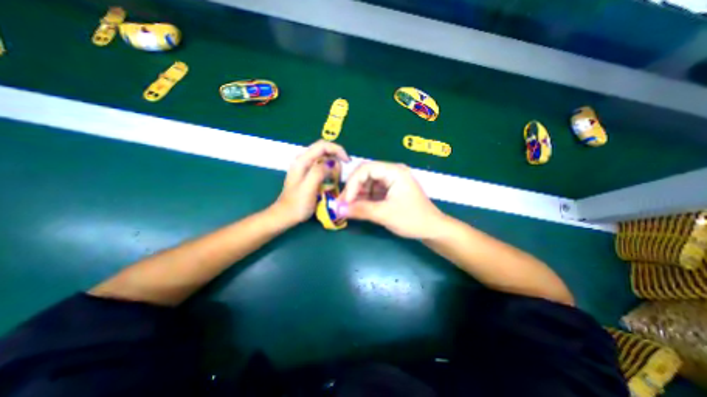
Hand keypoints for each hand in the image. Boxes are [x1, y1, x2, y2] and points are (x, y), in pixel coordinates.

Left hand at [271, 140, 347, 226]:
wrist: (285, 216)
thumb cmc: (297, 205)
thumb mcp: (308, 188)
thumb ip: (319, 172)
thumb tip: (332, 162)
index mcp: (302, 161)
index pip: (323, 145)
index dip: (337, 150)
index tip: (347, 162)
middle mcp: (303, 160)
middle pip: (324, 151)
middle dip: (335, 160)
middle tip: (338, 177)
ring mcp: (305, 167)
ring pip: (324, 159)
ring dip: (333, 168)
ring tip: (335, 182)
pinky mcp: (308, 174)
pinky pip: (322, 168)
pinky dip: (329, 173)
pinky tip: (330, 183)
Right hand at [339, 159, 446, 237]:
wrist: (432, 229)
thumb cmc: (412, 219)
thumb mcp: (385, 214)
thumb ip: (361, 210)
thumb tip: (337, 209)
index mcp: (394, 171)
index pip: (366, 169)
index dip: (352, 184)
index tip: (344, 201)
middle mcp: (392, 172)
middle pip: (365, 175)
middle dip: (352, 190)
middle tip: (342, 205)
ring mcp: (391, 181)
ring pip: (367, 183)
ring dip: (356, 195)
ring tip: (347, 208)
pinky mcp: (390, 190)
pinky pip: (372, 191)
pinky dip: (363, 199)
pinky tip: (357, 208)